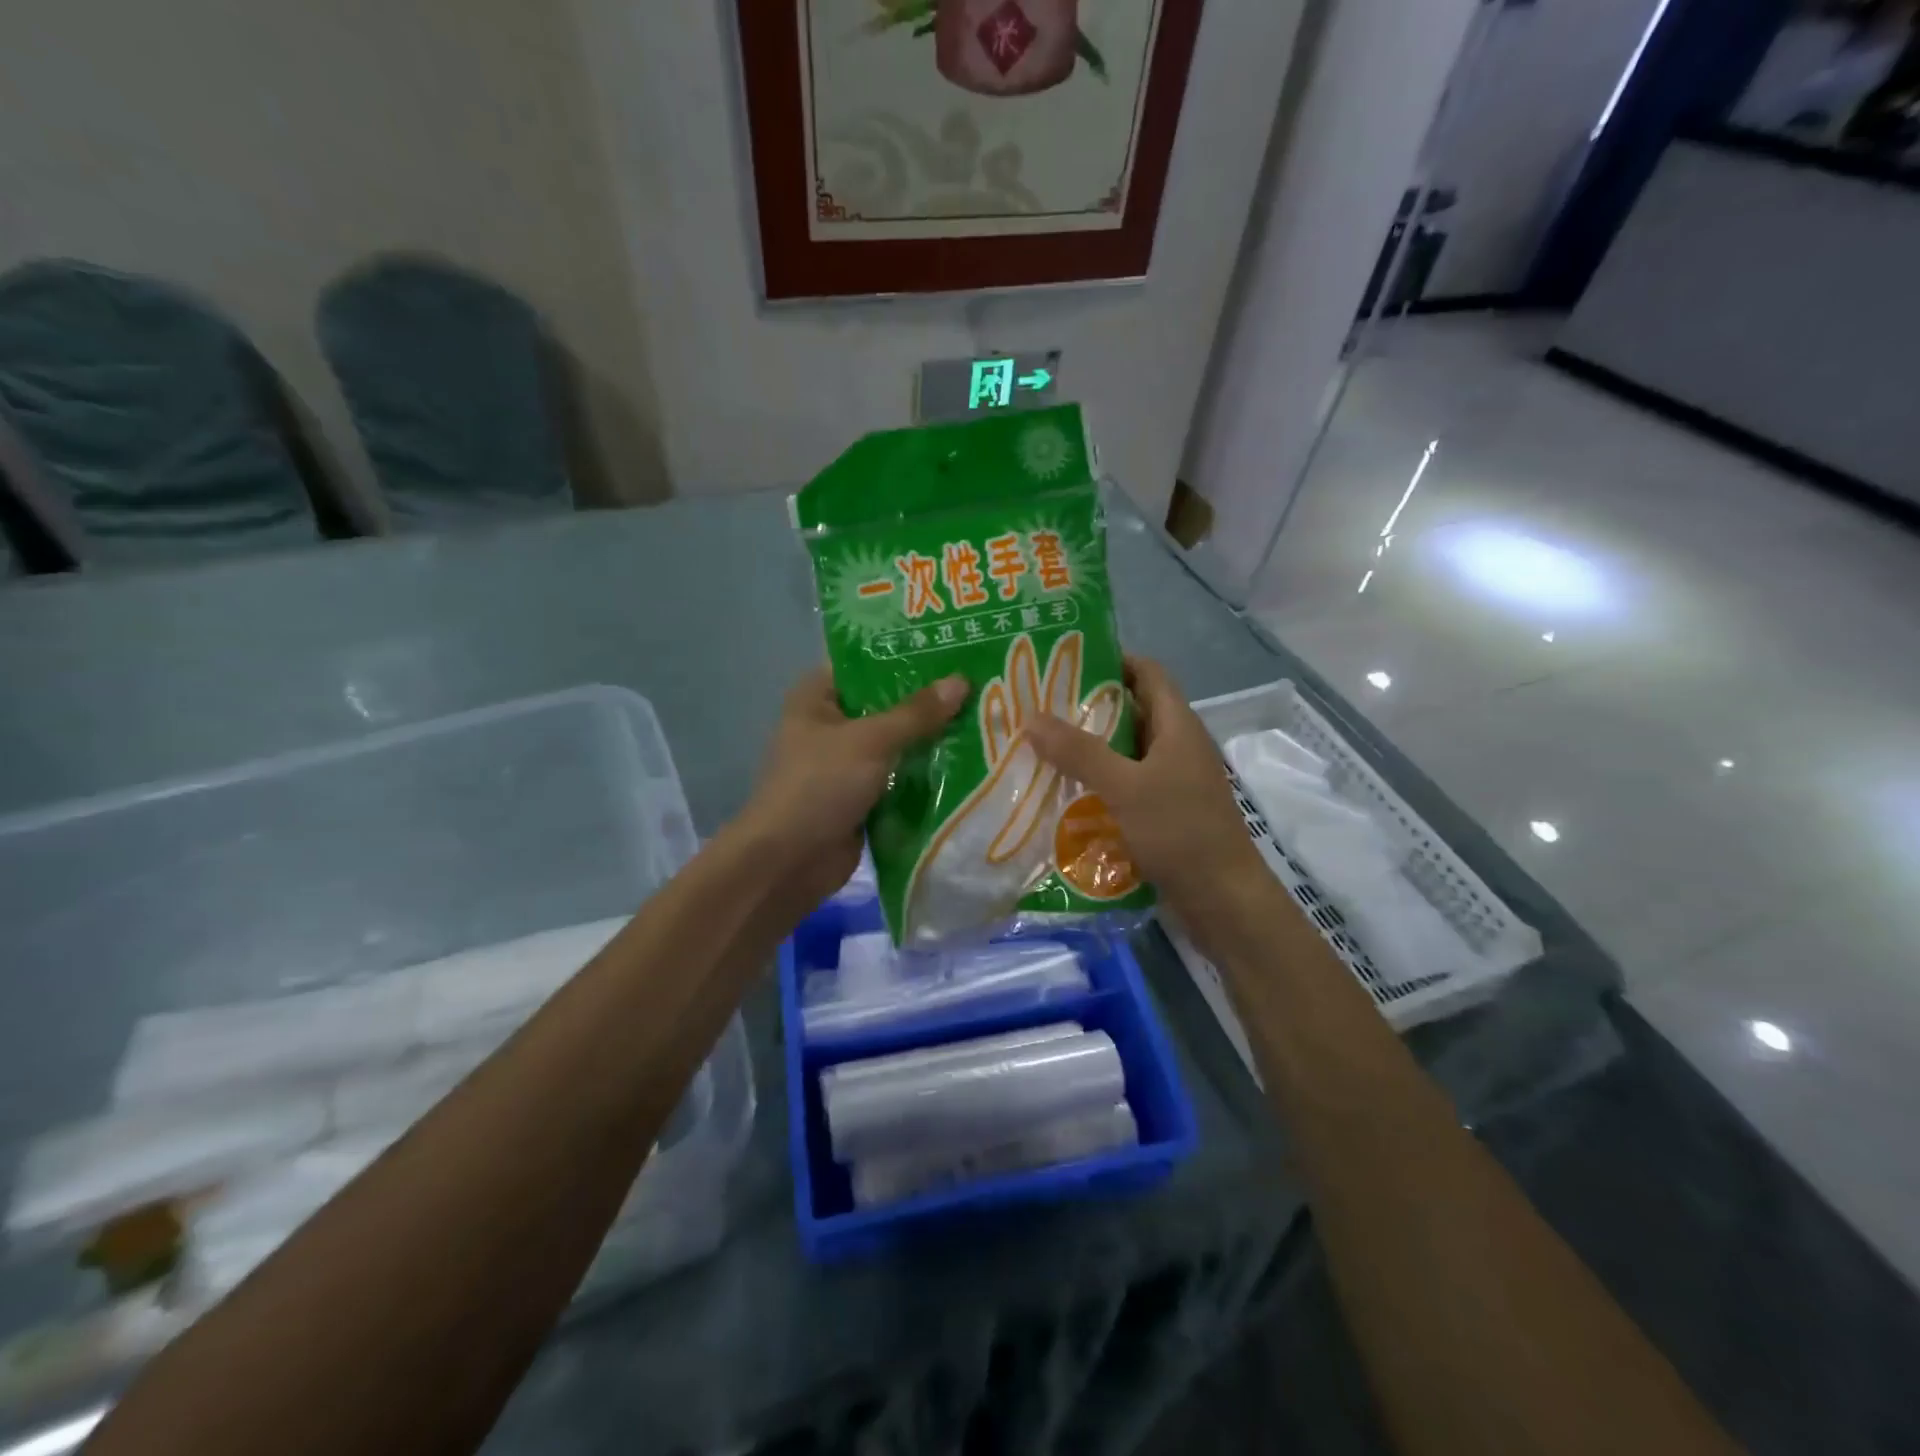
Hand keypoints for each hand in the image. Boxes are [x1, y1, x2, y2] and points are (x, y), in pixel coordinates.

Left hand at [735, 667, 968, 912]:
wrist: (789, 862)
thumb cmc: (819, 785)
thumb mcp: (870, 741)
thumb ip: (916, 713)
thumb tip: (962, 681)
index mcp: (817, 697)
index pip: (866, 663)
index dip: (907, 657)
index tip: (954, 650)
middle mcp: (831, 724)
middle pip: (887, 705)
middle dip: (928, 702)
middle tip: (981, 686)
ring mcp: (847, 763)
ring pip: (897, 743)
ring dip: (932, 740)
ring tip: (985, 720)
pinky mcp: (862, 797)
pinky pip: (900, 777)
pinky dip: (926, 774)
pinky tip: (969, 763)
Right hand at [1026, 656, 1264, 919]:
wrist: (1223, 900)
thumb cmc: (1180, 832)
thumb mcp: (1125, 787)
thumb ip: (1079, 752)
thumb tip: (1031, 717)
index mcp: (1178, 726)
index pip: (1147, 673)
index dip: (1112, 660)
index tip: (1064, 662)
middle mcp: (1177, 746)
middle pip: (1132, 710)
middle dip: (1087, 706)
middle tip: (1038, 706)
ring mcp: (1172, 780)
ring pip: (1125, 750)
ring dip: (1089, 747)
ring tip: (1040, 745)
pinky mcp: (1164, 811)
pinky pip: (1126, 783)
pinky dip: (1098, 781)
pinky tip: (1063, 791)